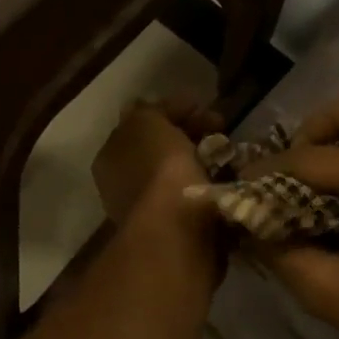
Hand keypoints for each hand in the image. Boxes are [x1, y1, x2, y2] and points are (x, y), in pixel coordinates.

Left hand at [93, 96, 220, 231]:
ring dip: (204, 162)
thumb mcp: (146, 121)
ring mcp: (148, 211)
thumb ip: (149, 111)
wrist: (175, 230)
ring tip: (228, 157)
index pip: (141, 123)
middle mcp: (123, 184)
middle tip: (219, 132)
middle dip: (190, 137)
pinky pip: (196, 198)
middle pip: (161, 149)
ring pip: (180, 174)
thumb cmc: (156, 168)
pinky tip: (228, 182)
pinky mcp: (175, 231)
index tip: (203, 108)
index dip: (172, 111)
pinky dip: (212, 187)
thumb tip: (155, 111)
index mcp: (110, 157)